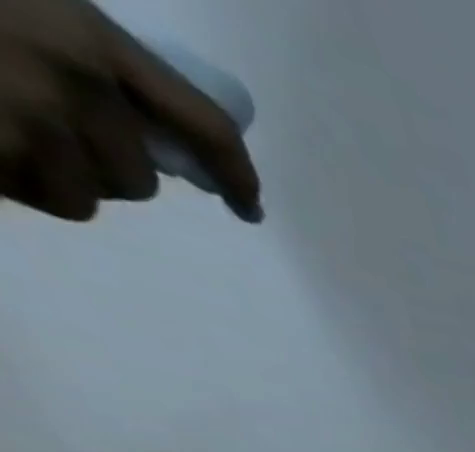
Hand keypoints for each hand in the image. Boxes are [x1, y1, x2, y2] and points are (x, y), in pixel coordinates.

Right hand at [0, 0, 258, 220]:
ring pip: (86, 197)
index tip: (249, 206)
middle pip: (137, 178)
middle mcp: (74, 80)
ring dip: (47, 174)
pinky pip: (32, 195)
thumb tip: (161, 141)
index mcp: (87, 32)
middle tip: (31, 120)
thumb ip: (90, 62)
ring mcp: (27, 116)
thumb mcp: (28, 6)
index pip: (205, 127)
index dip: (237, 176)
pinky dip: (6, 178)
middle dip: (100, 165)